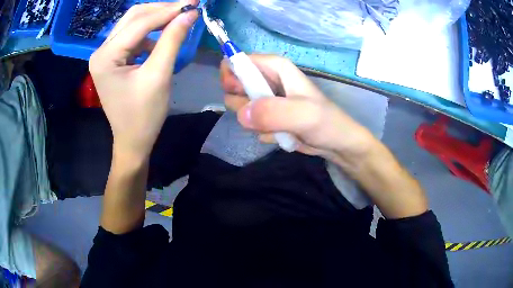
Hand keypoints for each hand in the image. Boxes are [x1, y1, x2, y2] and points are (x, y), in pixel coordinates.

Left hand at [89, 0, 198, 161]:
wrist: (132, 141)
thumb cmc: (144, 115)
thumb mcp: (159, 75)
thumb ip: (172, 40)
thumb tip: (189, 14)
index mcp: (106, 57)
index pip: (140, 23)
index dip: (169, 10)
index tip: (194, 2)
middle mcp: (101, 51)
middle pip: (133, 17)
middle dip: (161, 9)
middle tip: (187, 6)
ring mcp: (105, 55)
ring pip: (132, 24)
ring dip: (156, 18)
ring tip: (179, 18)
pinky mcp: (112, 59)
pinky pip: (132, 37)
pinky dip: (150, 32)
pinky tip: (163, 37)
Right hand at [221, 55, 376, 168]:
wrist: (336, 143)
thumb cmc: (325, 122)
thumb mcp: (304, 115)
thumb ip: (274, 112)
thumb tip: (242, 114)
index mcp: (275, 67)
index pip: (239, 61)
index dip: (231, 75)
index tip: (237, 93)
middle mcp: (267, 80)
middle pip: (234, 85)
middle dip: (243, 103)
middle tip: (262, 115)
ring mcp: (266, 100)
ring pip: (240, 106)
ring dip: (253, 121)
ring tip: (276, 127)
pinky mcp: (267, 117)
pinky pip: (250, 123)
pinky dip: (262, 131)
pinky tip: (280, 135)